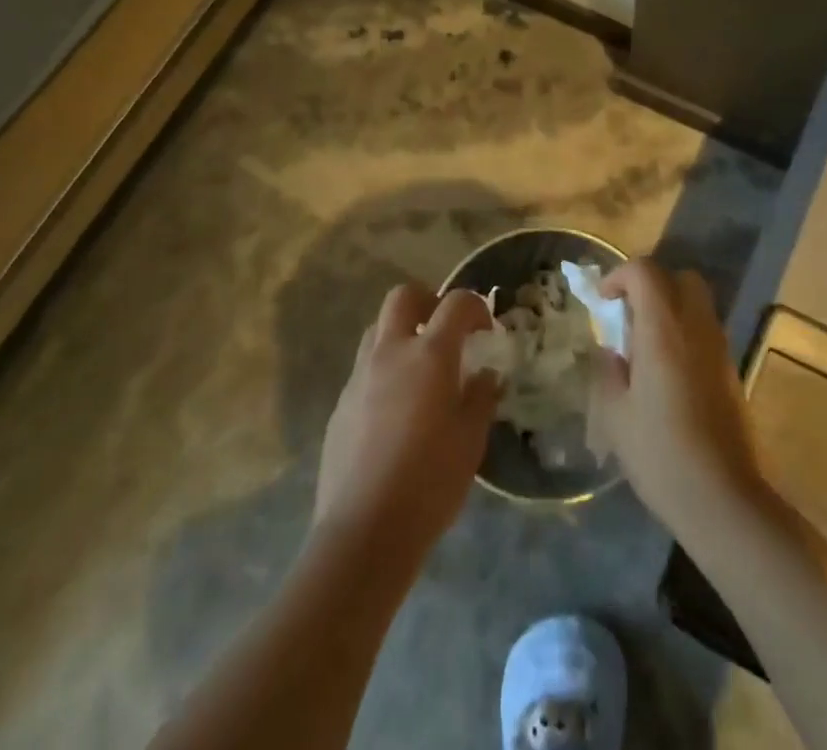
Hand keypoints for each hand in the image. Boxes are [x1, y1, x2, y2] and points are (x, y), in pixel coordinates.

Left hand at [314, 283, 498, 559]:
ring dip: (401, 333)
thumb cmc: (430, 483)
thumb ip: (481, 397)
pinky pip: (364, 369)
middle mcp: (390, 353)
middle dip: (428, 301)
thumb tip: (484, 375)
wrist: (364, 531)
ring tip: (420, 369)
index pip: (456, 304)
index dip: (475, 307)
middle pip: (403, 296)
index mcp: (429, 355)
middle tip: (445, 330)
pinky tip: (396, 410)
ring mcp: (359, 377)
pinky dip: (384, 371)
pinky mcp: (340, 404)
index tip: (486, 331)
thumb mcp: (471, 440)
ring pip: (378, 329)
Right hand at [592, 259, 765, 536]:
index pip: (645, 271)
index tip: (604, 302)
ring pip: (697, 302)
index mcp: (664, 329)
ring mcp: (719, 348)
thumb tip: (611, 351)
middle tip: (629, 316)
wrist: (723, 499)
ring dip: (670, 309)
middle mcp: (696, 327)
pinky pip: (706, 331)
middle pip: (680, 277)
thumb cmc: (660, 454)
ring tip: (646, 347)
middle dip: (651, 285)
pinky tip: (668, 373)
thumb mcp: (615, 414)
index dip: (619, 276)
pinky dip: (685, 333)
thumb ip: (608, 371)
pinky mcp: (731, 371)